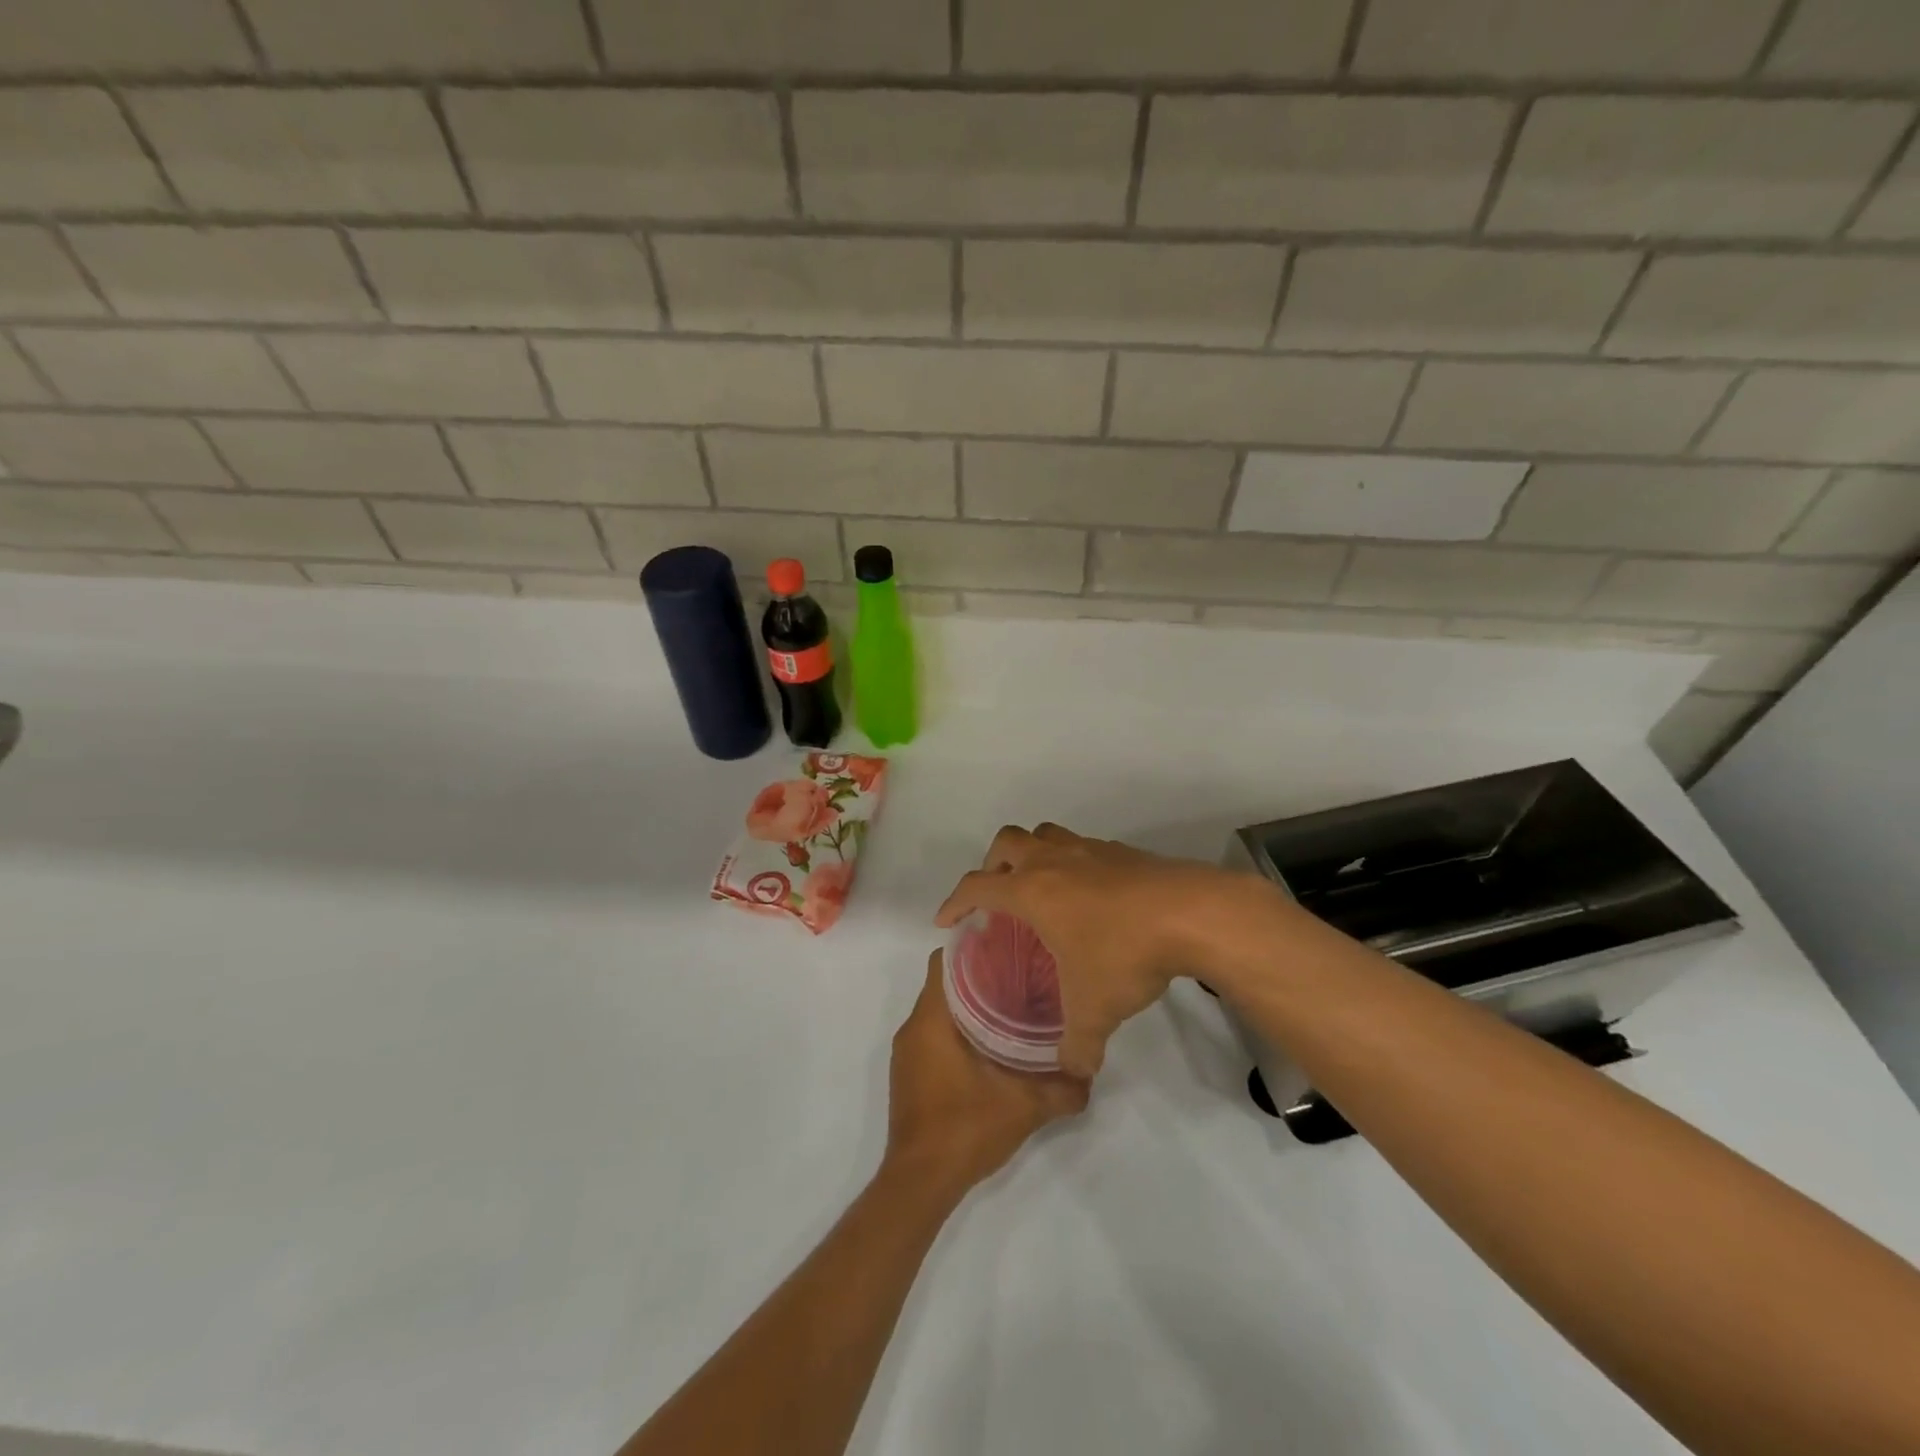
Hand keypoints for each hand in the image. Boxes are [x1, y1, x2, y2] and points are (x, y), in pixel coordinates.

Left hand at [885, 952, 1088, 1195]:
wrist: (920, 1183)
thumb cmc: (965, 1129)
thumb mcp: (1024, 1107)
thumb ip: (1062, 1088)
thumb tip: (1090, 1071)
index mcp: (931, 1020)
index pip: (944, 961)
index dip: (974, 947)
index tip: (1007, 946)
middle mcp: (913, 1028)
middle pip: (944, 982)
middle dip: (979, 975)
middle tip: (1021, 974)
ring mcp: (907, 1053)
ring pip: (939, 1009)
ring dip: (969, 1004)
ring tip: (1011, 1004)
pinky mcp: (910, 1073)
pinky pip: (933, 1033)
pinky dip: (958, 1028)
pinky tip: (991, 1043)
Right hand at [934, 823, 1260, 1078]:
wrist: (1192, 913)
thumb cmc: (1125, 954)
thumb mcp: (1095, 1010)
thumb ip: (1077, 1046)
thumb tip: (1074, 1072)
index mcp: (1033, 890)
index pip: (977, 886)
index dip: (954, 902)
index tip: (945, 921)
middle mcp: (1055, 861)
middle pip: (1007, 842)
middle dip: (993, 865)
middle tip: (997, 897)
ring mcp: (1090, 850)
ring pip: (1046, 834)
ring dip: (1033, 855)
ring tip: (1041, 889)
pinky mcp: (1122, 852)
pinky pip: (1082, 848)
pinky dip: (1073, 864)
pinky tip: (1091, 897)